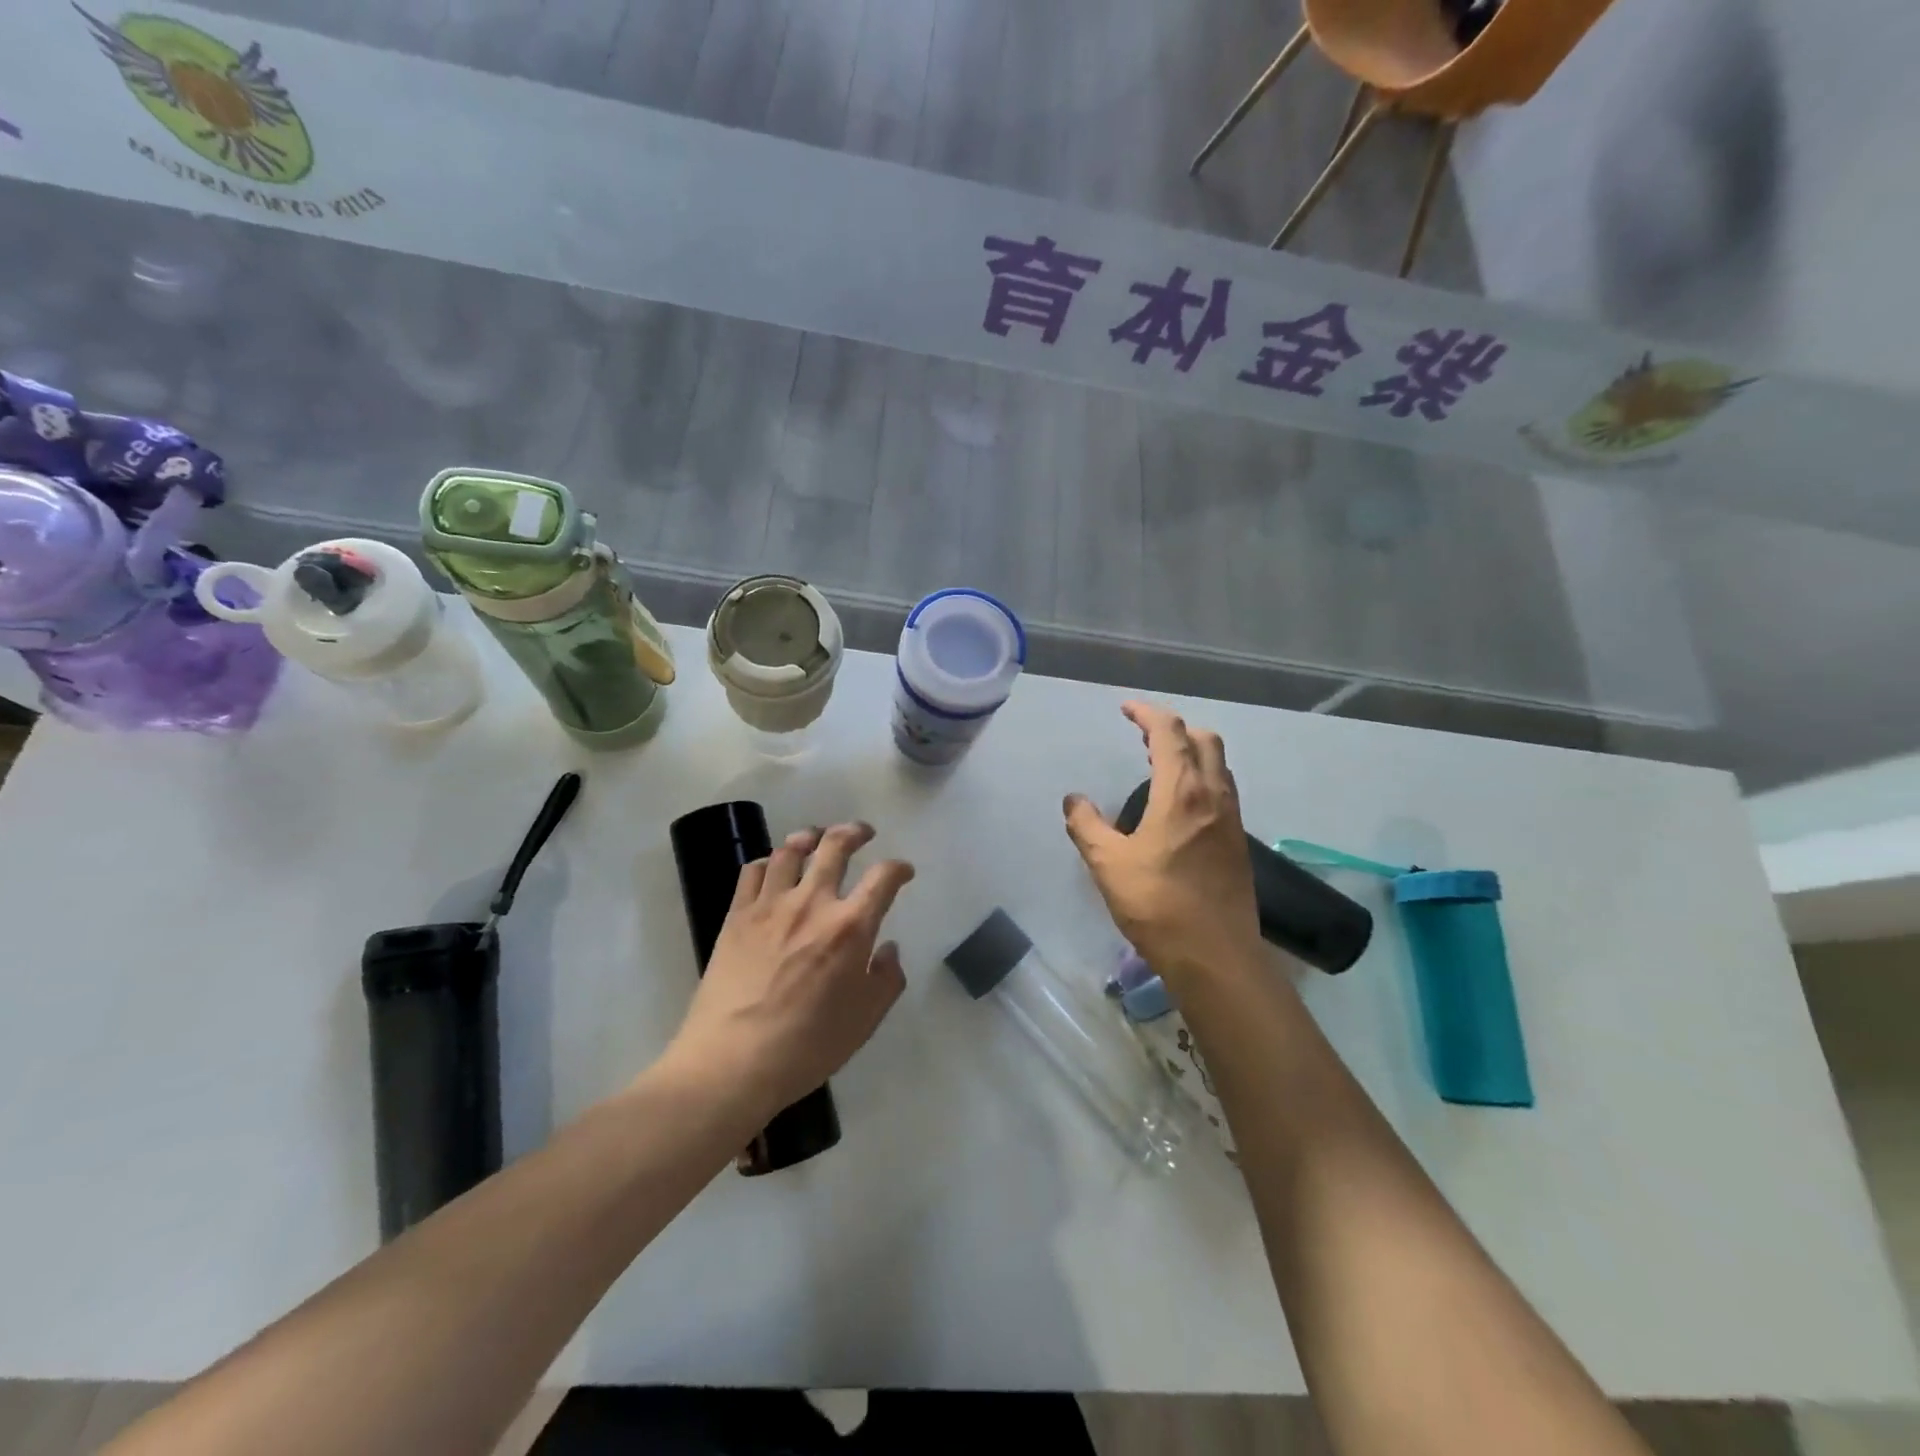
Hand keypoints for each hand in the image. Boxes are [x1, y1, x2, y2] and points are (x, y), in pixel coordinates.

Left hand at [665, 822, 914, 1118]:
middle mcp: (812, 903)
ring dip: (809, 837)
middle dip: (854, 832)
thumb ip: (886, 979)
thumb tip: (887, 949)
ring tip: (816, 838)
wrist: (732, 1062)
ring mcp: (770, 905)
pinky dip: (769, 861)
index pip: (883, 878)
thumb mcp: (865, 1021)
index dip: (898, 869)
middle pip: (835, 846)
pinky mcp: (736, 915)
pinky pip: (754, 871)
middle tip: (862, 833)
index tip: (903, 872)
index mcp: (850, 927)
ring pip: (791, 850)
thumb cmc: (807, 1046)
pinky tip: (774, 868)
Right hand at [1063, 702, 1261, 986]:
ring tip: (1160, 767)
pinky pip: (1223, 792)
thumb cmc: (1157, 905)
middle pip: (1204, 740)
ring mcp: (1232, 819)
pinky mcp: (1239, 843)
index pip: (1169, 732)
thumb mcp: (1108, 864)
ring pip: (1219, 766)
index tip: (1126, 710)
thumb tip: (1073, 800)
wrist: (1215, 956)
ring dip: (1192, 753)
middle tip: (1144, 739)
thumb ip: (1086, 826)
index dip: (1147, 714)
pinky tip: (1181, 807)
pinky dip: (1202, 779)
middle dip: (1175, 729)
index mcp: (1181, 792)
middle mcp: (1213, 795)